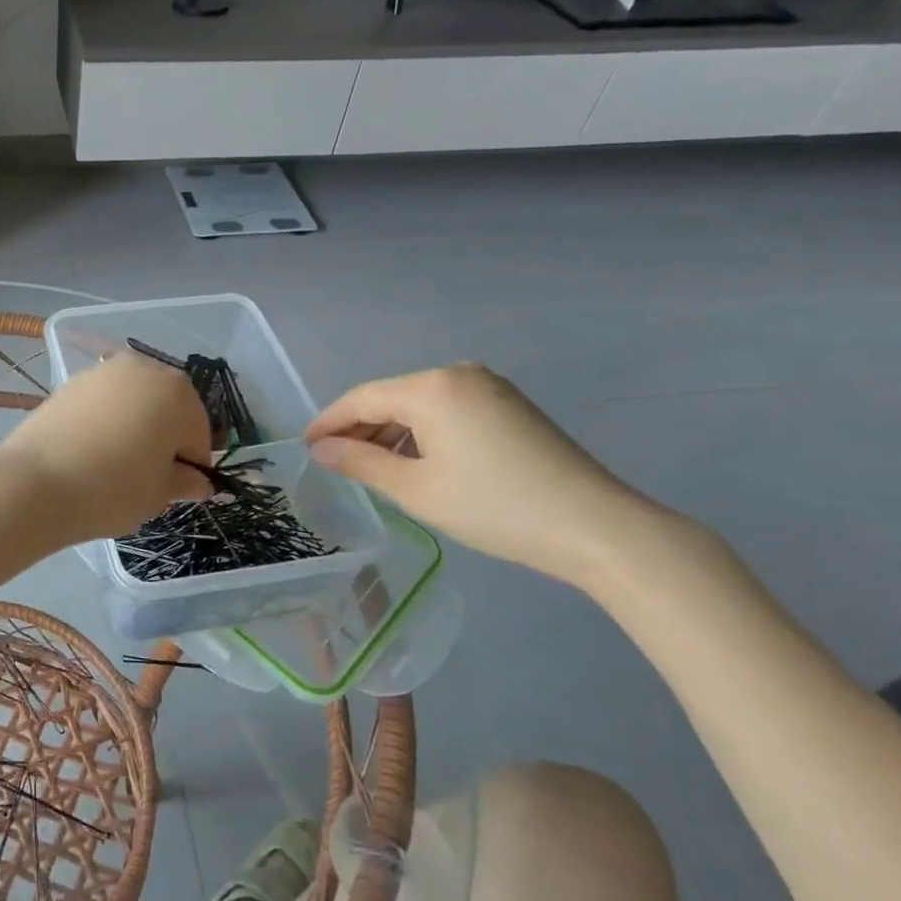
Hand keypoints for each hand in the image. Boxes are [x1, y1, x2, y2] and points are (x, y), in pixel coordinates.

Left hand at [0, 355, 212, 543]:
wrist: (35, 483)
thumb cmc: (113, 489)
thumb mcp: (158, 494)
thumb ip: (184, 482)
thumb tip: (199, 482)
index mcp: (178, 393)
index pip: (197, 433)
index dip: (191, 465)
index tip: (176, 490)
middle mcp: (144, 369)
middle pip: (167, 408)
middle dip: (164, 438)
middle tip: (148, 476)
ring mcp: (103, 372)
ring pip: (134, 402)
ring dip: (135, 426)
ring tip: (117, 464)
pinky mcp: (71, 382)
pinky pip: (103, 403)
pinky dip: (106, 421)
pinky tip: (91, 451)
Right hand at [305, 364, 666, 588]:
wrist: (596, 527)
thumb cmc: (494, 507)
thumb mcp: (415, 489)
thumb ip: (361, 462)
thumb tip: (320, 448)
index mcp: (431, 387)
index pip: (362, 399)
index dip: (329, 422)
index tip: (304, 445)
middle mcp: (457, 374)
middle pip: (390, 397)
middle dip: (359, 428)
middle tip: (333, 460)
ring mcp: (488, 386)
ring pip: (419, 404)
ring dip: (391, 432)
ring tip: (370, 466)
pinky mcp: (509, 404)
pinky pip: (447, 409)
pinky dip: (422, 432)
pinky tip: (415, 460)